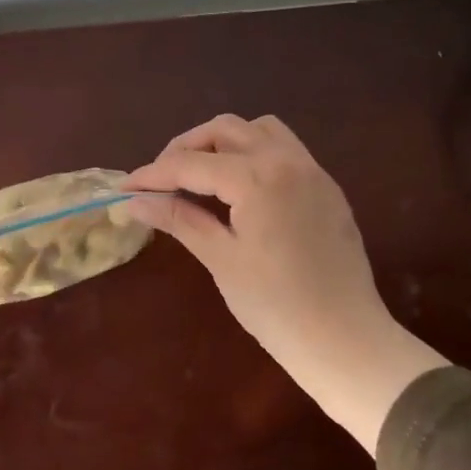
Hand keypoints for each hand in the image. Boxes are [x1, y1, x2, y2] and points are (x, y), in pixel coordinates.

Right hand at [124, 114, 446, 451]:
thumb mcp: (221, 259)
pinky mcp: (326, 188)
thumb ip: (179, 219)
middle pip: (226, 129)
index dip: (153, 174)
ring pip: (260, 131)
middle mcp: (287, 161)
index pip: (192, 164)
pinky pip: (285, 150)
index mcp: (258, 178)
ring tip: (201, 176)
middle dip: (187, 147)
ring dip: (224, 142)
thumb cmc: (276, 306)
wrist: (346, 340)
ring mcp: (313, 172)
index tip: (124, 187)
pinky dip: (254, 154)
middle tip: (161, 180)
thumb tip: (134, 201)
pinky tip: (240, 189)